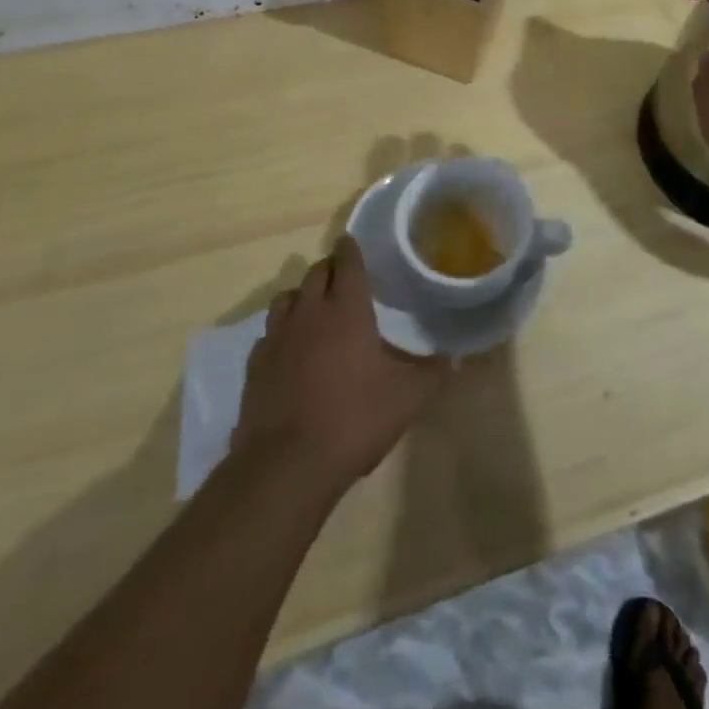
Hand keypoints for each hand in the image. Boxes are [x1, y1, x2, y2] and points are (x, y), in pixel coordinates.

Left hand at [233, 237, 447, 495]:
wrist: (286, 465)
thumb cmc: (354, 420)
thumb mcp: (408, 399)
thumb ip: (433, 373)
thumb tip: (453, 359)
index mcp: (346, 308)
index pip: (346, 261)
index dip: (350, 248)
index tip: (353, 243)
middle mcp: (309, 311)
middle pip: (315, 272)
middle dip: (330, 269)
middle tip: (344, 280)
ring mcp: (277, 336)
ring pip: (287, 297)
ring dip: (303, 296)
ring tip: (316, 311)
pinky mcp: (255, 364)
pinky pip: (269, 333)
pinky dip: (282, 332)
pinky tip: (291, 352)